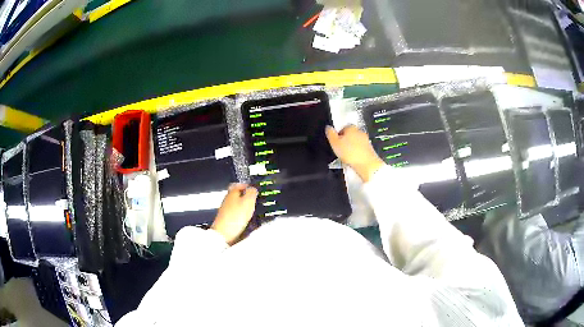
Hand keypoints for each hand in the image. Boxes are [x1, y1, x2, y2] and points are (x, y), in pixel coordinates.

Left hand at [211, 184, 257, 244]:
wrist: (223, 233)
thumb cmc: (234, 218)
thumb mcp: (248, 202)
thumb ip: (252, 193)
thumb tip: (253, 188)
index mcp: (232, 192)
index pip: (239, 184)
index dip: (247, 185)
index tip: (252, 188)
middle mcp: (227, 199)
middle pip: (237, 194)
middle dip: (246, 197)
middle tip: (253, 200)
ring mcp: (225, 209)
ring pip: (236, 204)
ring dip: (244, 206)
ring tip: (251, 210)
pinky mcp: (226, 218)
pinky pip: (235, 213)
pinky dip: (241, 214)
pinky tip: (245, 219)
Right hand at [326, 125, 383, 182]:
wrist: (366, 164)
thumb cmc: (350, 153)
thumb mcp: (334, 143)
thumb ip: (330, 133)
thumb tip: (328, 128)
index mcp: (351, 127)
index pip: (342, 128)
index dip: (338, 136)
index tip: (336, 143)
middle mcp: (359, 131)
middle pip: (349, 135)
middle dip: (345, 141)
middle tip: (340, 150)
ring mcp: (366, 140)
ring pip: (355, 142)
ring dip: (351, 148)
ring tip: (346, 156)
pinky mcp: (370, 148)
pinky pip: (360, 149)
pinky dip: (357, 153)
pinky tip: (353, 159)